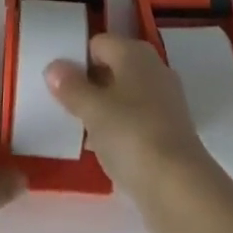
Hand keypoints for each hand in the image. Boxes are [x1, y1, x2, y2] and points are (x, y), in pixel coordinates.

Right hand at [44, 35, 218, 225]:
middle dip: (90, 86)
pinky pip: (138, 121)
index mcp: (134, 52)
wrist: (179, 189)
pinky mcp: (172, 132)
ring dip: (105, 111)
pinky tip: (107, 152)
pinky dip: (123, 131)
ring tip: (82, 131)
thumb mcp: (92, 110)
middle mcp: (153, 68)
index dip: (76, 59)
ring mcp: (166, 100)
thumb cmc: (131, 135)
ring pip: (126, 96)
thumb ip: (70, 87)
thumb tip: (53, 67)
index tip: (57, 83)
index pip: (97, 43)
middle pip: (113, 68)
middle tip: (66, 107)